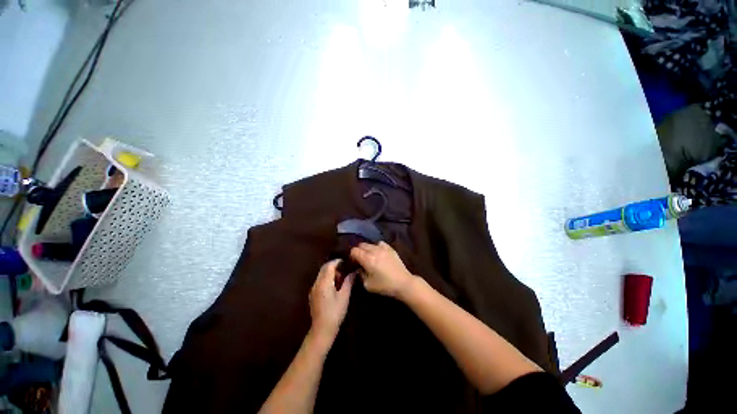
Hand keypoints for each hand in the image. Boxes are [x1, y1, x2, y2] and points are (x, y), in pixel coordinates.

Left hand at [309, 259, 354, 341]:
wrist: (322, 330)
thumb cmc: (335, 313)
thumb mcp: (344, 296)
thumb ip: (348, 282)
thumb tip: (354, 272)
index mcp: (324, 283)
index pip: (329, 266)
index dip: (337, 262)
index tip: (346, 262)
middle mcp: (316, 283)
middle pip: (324, 268)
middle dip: (334, 266)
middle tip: (344, 270)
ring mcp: (313, 289)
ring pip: (321, 274)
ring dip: (330, 273)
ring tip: (341, 279)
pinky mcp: (312, 294)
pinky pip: (319, 281)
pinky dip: (326, 279)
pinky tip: (334, 287)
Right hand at [350, 242, 415, 299]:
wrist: (403, 283)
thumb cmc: (384, 285)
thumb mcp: (368, 284)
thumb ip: (360, 274)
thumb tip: (359, 268)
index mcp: (367, 259)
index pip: (354, 250)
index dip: (352, 256)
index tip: (354, 262)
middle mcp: (374, 250)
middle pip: (361, 245)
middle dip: (359, 251)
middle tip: (360, 260)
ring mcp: (383, 248)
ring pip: (370, 243)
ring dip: (367, 249)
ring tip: (370, 256)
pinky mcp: (390, 248)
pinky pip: (380, 243)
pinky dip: (377, 247)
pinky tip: (379, 253)